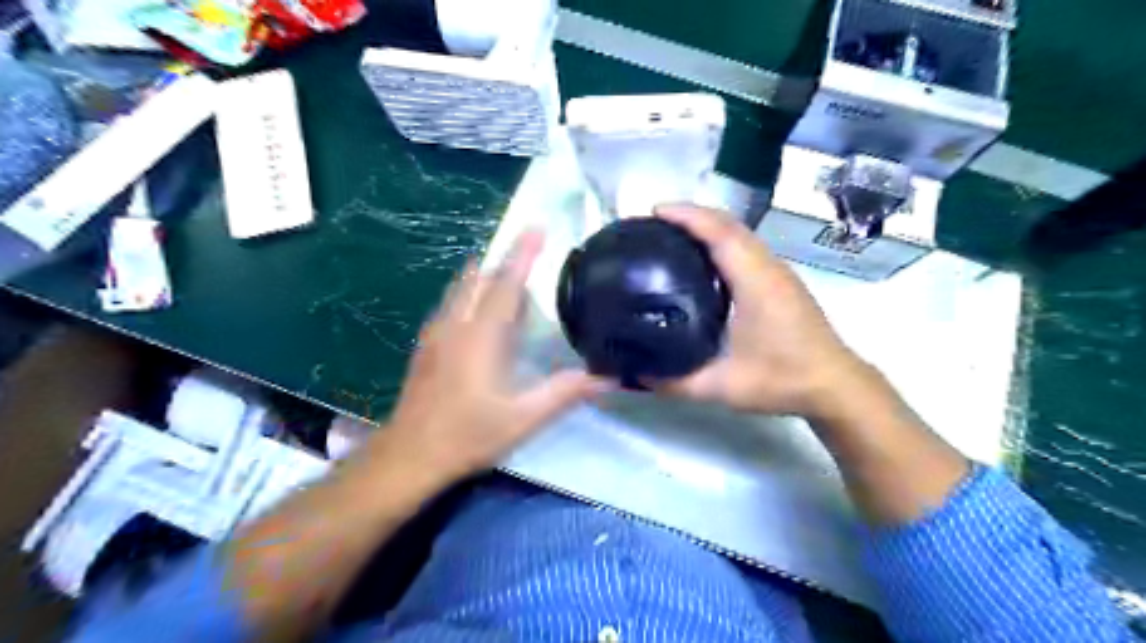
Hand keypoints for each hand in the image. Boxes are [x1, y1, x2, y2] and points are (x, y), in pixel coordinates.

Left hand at [385, 235, 603, 478]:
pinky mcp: (426, 346)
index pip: (506, 284)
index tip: (536, 227)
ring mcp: (436, 334)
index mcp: (481, 336)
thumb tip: (608, 377)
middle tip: (529, 249)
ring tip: (506, 271)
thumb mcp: (524, 419)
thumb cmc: (468, 435)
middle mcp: (456, 325)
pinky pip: (450, 304)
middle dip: (503, 258)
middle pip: (478, 277)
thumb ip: (565, 393)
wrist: (409, 455)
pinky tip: (476, 308)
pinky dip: (467, 292)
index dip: (522, 254)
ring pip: (459, 288)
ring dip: (483, 273)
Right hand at [648, 204, 863, 419]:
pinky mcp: (781, 281)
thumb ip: (676, 383)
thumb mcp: (722, 387)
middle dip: (690, 216)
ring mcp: (778, 272)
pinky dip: (720, 241)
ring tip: (671, 236)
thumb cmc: (782, 380)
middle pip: (728, 224)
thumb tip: (635, 375)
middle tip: (653, 223)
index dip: (687, 216)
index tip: (654, 212)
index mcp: (755, 281)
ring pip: (739, 234)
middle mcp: (768, 267)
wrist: (834, 386)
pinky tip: (701, 261)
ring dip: (706, 227)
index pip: (720, 232)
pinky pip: (746, 247)